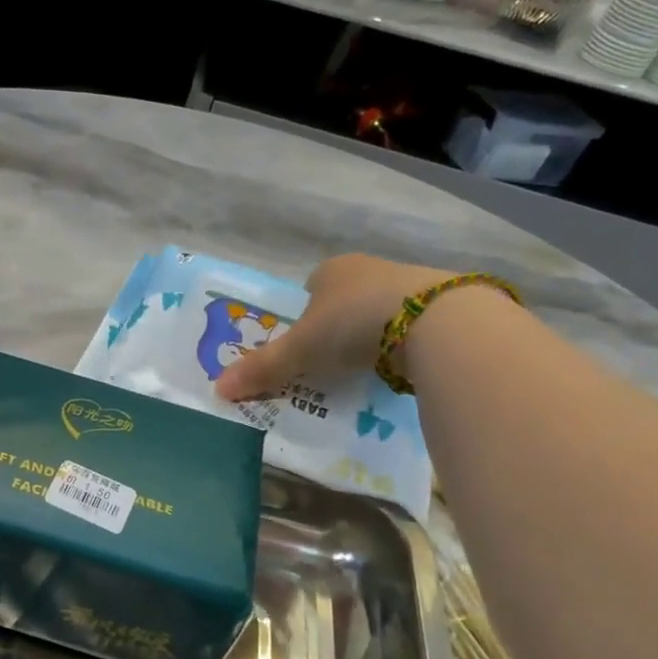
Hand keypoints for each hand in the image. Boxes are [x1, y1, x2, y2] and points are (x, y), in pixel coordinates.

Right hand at [215, 254, 456, 400]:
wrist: (436, 322)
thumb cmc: (353, 324)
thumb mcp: (299, 350)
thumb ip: (262, 368)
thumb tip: (217, 389)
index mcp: (331, 270)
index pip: (308, 292)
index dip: (301, 320)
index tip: (301, 350)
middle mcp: (368, 269)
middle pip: (341, 304)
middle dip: (334, 332)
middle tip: (326, 366)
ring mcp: (407, 284)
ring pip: (375, 315)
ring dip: (367, 339)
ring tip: (361, 372)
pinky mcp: (440, 306)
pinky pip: (407, 328)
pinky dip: (397, 347)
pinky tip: (395, 368)